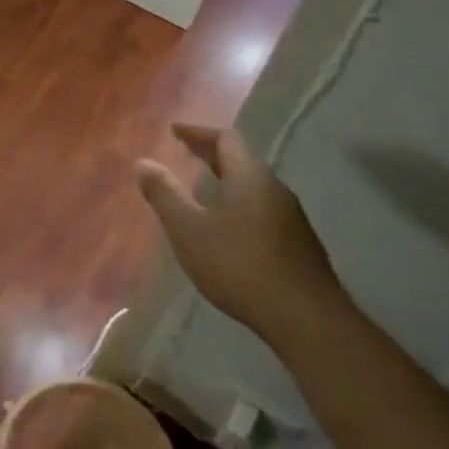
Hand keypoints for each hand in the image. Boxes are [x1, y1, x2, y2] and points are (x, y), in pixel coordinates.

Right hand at [136, 124, 347, 346]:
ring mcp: (291, 217)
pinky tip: (228, 226)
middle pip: (242, 160)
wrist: (305, 318)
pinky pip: (262, 208)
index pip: (225, 139)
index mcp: (250, 177)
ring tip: (203, 188)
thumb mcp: (189, 230)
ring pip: (254, 186)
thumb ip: (164, 194)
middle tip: (185, 153)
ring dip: (227, 179)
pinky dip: (239, 203)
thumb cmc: (240, 266)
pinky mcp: (298, 244)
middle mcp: (275, 189)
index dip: (198, 132)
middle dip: (211, 154)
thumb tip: (144, 163)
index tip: (174, 131)